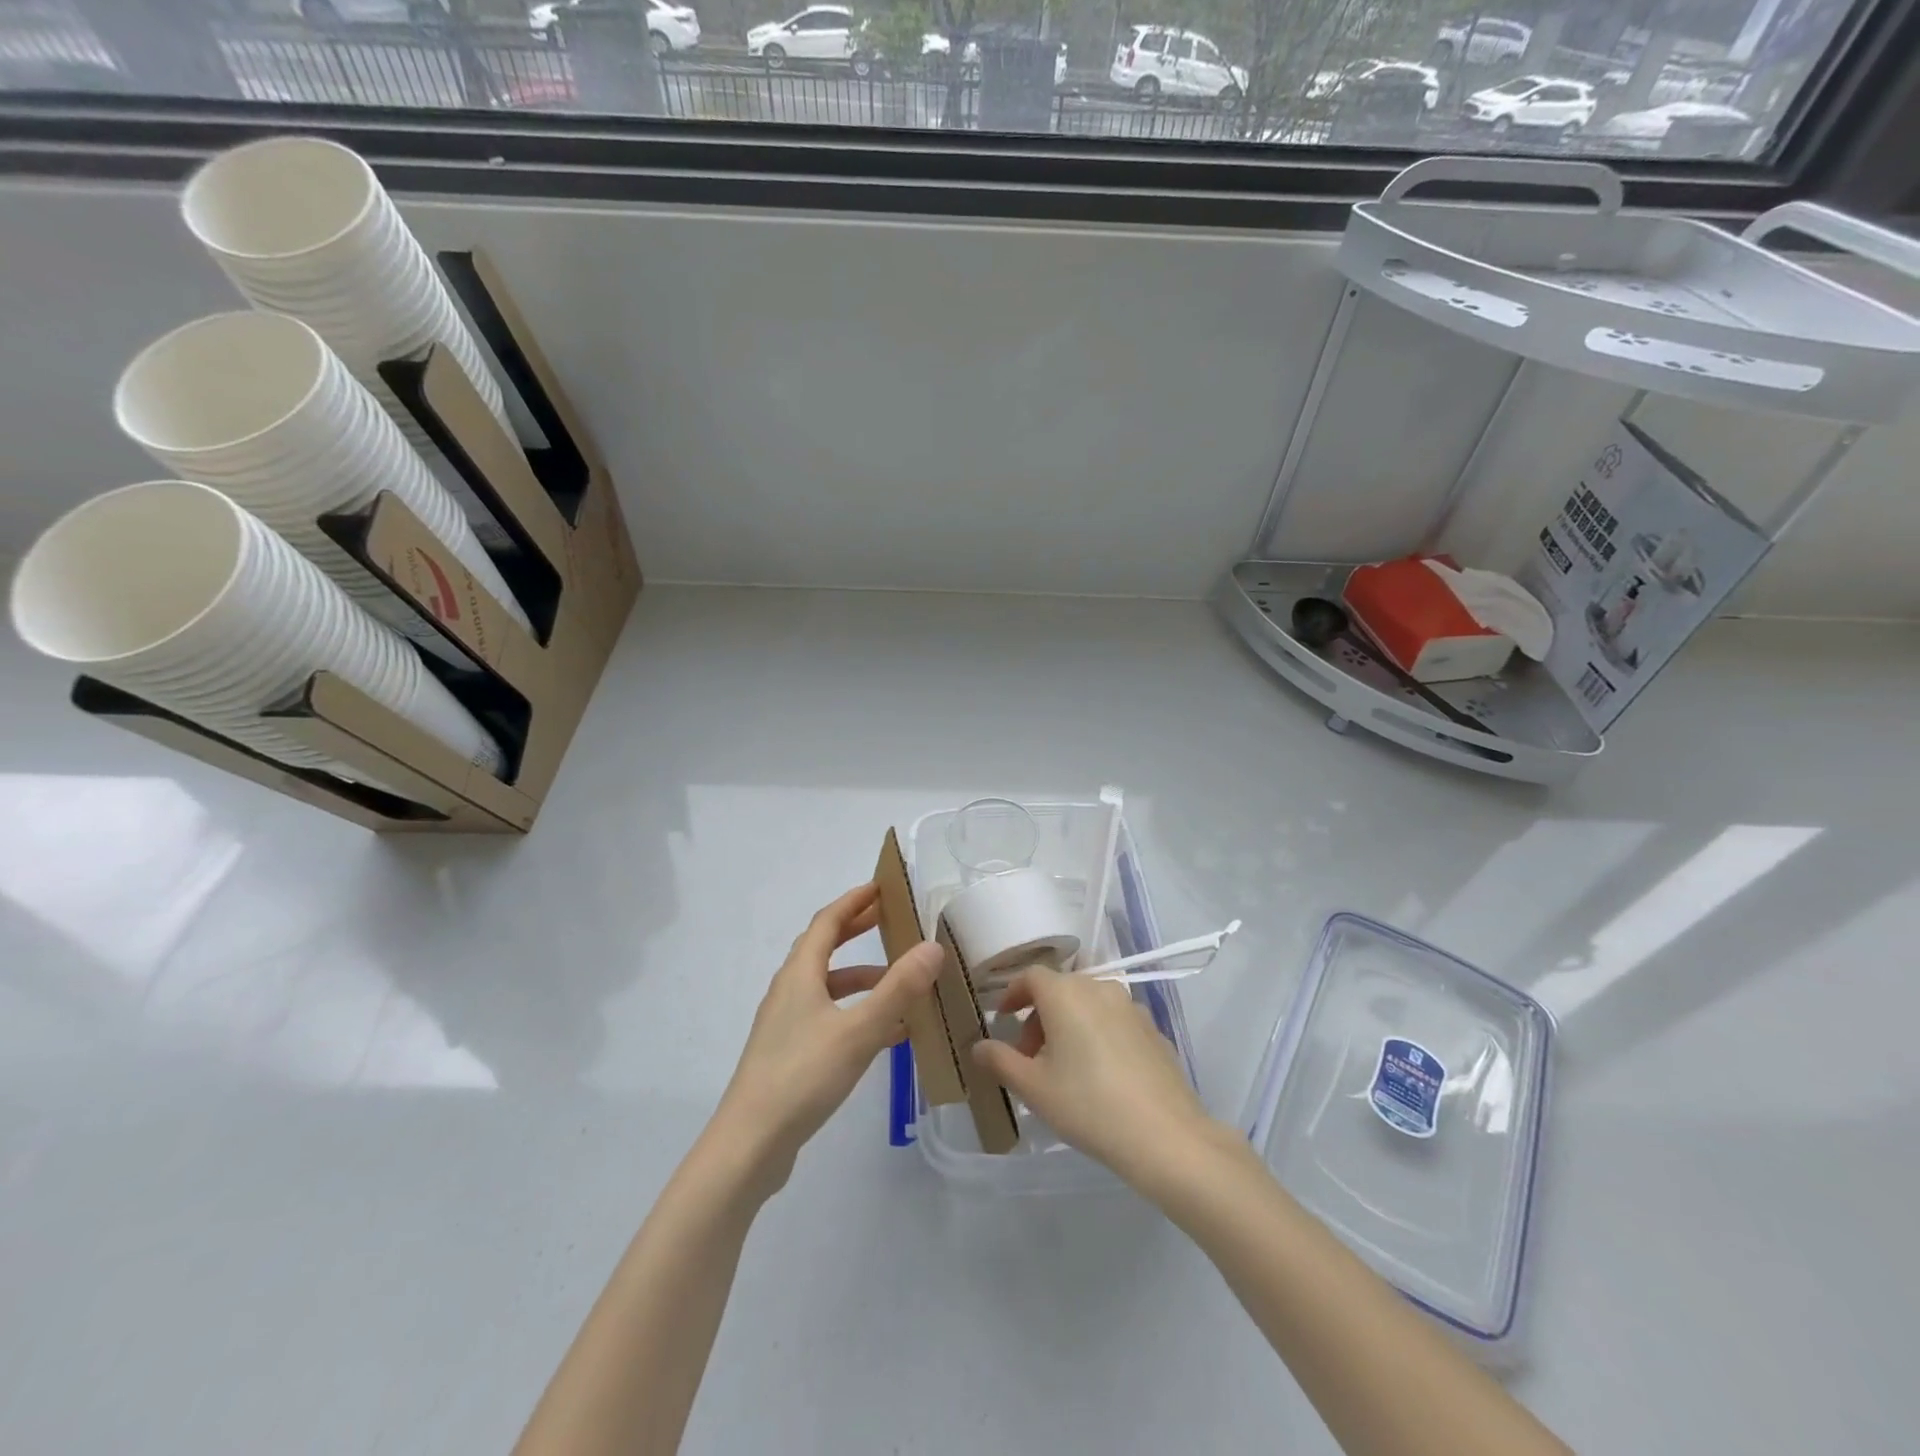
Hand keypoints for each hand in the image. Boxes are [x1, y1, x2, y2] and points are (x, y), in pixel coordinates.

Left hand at [712, 883, 942, 1196]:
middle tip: (889, 920)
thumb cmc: (803, 1076)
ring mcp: (786, 1024)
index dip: (853, 901)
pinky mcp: (790, 1053)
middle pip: (824, 948)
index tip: (880, 887)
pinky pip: (829, 1017)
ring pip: (828, 986)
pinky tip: (886, 1034)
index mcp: (800, 974)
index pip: (827, 922)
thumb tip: (932, 947)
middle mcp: (790, 991)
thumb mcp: (858, 1030)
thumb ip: (898, 989)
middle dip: (856, 931)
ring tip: (899, 982)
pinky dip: (857, 1013)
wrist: (750, 1144)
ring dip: (862, 977)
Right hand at [972, 966, 1213, 1186]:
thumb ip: (1000, 1061)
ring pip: (1088, 1004)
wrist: (1165, 1136)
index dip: (1013, 993)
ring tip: (1064, 1068)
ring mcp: (1131, 1007)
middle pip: (1060, 990)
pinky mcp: (1153, 1029)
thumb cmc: (1088, 1105)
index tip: (1002, 1018)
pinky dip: (1097, 1034)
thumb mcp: (1033, 1088)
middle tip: (1029, 1056)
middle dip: (1039, 1016)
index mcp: (1066, 994)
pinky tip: (1100, 1075)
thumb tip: (978, 1047)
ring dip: (1069, 1024)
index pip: (1031, 977)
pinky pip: (1114, 1021)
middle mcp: (1099, 988)